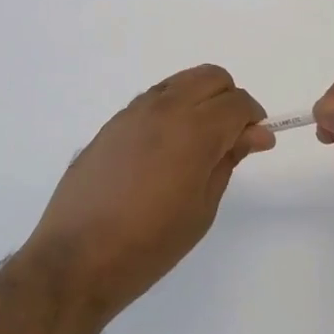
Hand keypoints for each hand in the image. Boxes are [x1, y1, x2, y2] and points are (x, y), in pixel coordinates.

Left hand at [24, 65, 271, 317]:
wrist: (77, 257)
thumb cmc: (150, 243)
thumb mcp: (203, 207)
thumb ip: (228, 160)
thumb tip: (255, 134)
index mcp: (194, 129)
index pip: (238, 102)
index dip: (254, 119)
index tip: (256, 143)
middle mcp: (164, 108)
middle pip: (211, 77)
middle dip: (229, 99)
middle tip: (230, 138)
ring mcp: (134, 111)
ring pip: (181, 81)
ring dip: (199, 99)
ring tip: (197, 142)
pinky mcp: (113, 123)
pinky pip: (153, 98)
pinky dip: (172, 108)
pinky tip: (166, 148)